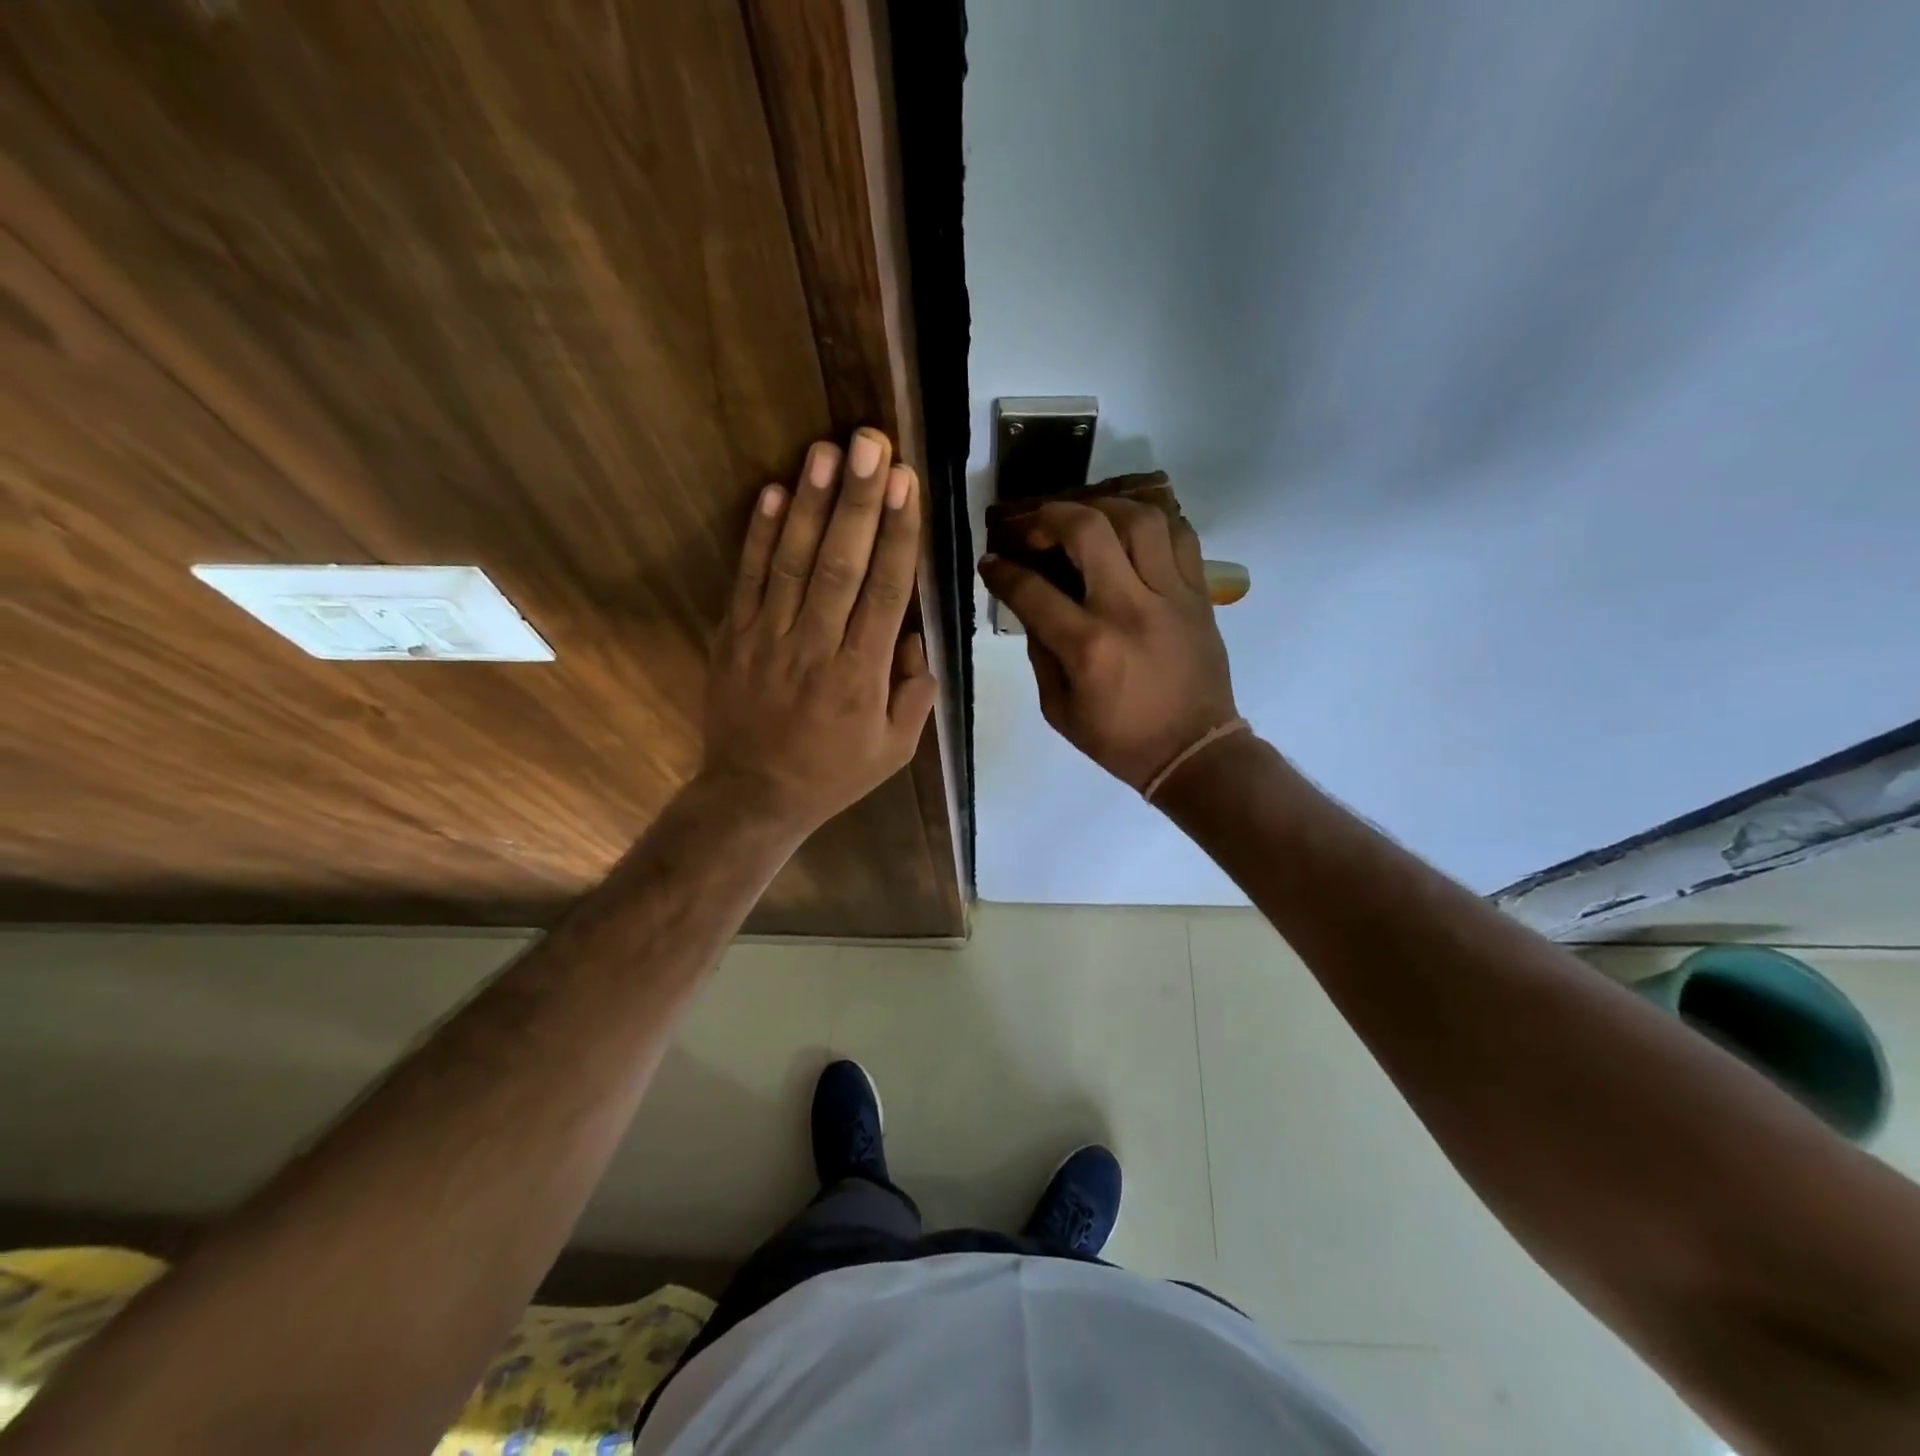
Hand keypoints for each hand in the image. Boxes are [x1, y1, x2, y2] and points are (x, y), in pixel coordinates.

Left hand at [701, 429, 934, 835]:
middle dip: (859, 500)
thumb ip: (915, 693)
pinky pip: (748, 580)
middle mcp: (817, 647)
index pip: (886, 592)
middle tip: (871, 443)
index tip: (908, 484)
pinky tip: (775, 492)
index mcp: (862, 675)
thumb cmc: (832, 773)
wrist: (754, 795)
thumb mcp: (895, 750)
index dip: (898, 534)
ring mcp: (769, 638)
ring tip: (826, 450)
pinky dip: (760, 535)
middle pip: (841, 564)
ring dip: (812, 504)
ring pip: (793, 562)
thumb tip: (915, 636)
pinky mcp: (735, 636)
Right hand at [979, 499, 1237, 790]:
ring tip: (1086, 520)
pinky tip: (1131, 533)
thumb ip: (1040, 653)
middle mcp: (1128, 608)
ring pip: (1140, 518)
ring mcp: (1170, 595)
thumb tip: (1030, 606)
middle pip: (1088, 530)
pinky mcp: (1199, 594)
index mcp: (1087, 646)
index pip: (1032, 589)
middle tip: (1036, 529)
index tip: (991, 562)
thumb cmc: (1120, 740)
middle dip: (1050, 517)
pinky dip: (1152, 522)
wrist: (1194, 752)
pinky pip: (1181, 535)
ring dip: (1104, 508)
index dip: (1001, 571)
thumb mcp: (1059, 710)